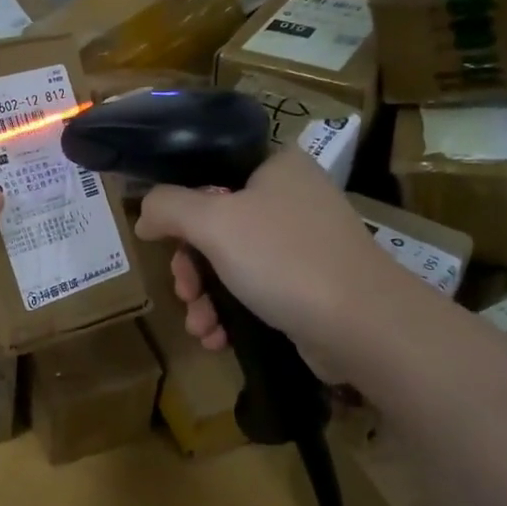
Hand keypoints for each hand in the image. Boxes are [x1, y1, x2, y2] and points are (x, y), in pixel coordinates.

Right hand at [133, 149, 400, 382]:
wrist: (363, 326)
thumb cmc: (283, 258)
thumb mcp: (213, 222)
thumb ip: (168, 207)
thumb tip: (144, 215)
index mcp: (275, 167)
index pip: (210, 173)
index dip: (180, 207)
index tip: (165, 241)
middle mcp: (291, 198)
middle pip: (215, 224)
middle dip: (191, 267)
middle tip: (184, 292)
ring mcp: (303, 244)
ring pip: (231, 263)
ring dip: (205, 297)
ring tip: (200, 326)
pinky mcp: (310, 285)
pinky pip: (255, 290)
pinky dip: (231, 312)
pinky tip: (217, 338)